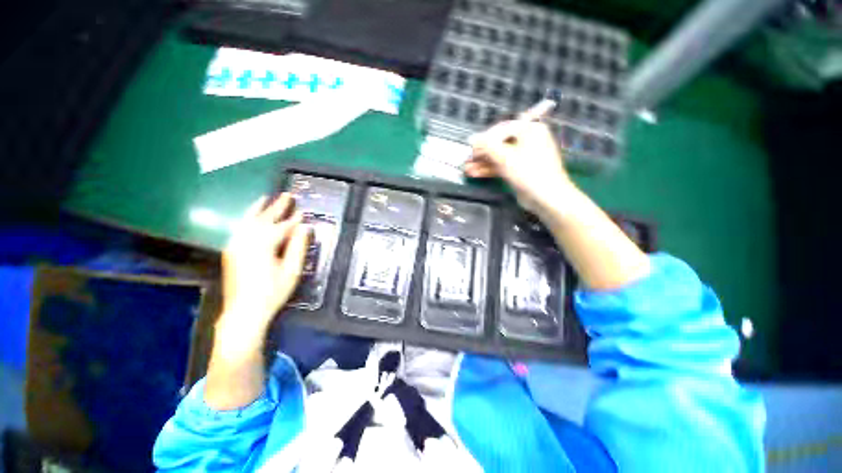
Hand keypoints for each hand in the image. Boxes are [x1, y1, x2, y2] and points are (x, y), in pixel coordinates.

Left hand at [219, 193, 310, 342]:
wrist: (243, 312)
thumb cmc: (272, 292)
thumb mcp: (292, 271)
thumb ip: (298, 247)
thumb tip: (304, 228)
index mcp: (263, 245)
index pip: (282, 227)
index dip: (294, 220)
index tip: (303, 212)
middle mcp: (246, 241)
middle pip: (264, 218)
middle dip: (277, 206)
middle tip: (287, 195)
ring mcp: (235, 245)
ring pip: (248, 220)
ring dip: (258, 208)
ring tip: (266, 198)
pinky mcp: (230, 251)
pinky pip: (240, 228)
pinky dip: (248, 219)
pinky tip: (252, 216)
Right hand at [464, 120, 573, 216]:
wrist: (547, 198)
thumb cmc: (529, 172)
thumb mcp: (505, 156)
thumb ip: (487, 146)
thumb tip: (471, 138)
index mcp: (529, 130)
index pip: (501, 129)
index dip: (484, 138)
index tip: (471, 148)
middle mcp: (527, 140)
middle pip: (499, 144)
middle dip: (481, 153)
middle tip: (467, 160)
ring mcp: (523, 157)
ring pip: (498, 157)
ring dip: (482, 163)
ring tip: (466, 169)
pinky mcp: (519, 170)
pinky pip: (501, 166)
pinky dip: (489, 170)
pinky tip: (474, 173)